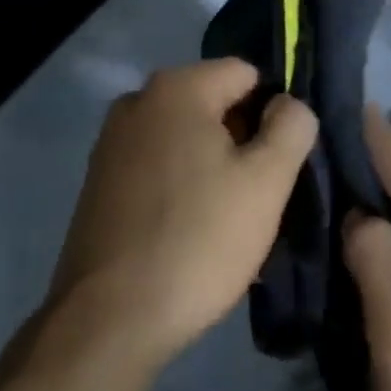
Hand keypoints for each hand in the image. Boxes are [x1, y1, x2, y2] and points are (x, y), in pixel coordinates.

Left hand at [47, 58, 317, 367]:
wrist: (110, 316)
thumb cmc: (198, 240)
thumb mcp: (266, 183)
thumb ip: (291, 128)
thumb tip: (289, 103)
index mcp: (178, 86)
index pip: (246, 74)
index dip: (273, 113)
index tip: (282, 163)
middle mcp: (139, 97)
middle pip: (213, 102)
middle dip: (241, 140)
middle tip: (260, 197)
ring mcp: (113, 137)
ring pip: (185, 136)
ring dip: (212, 165)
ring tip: (228, 220)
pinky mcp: (100, 175)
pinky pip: (157, 162)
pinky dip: (179, 182)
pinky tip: (190, 229)